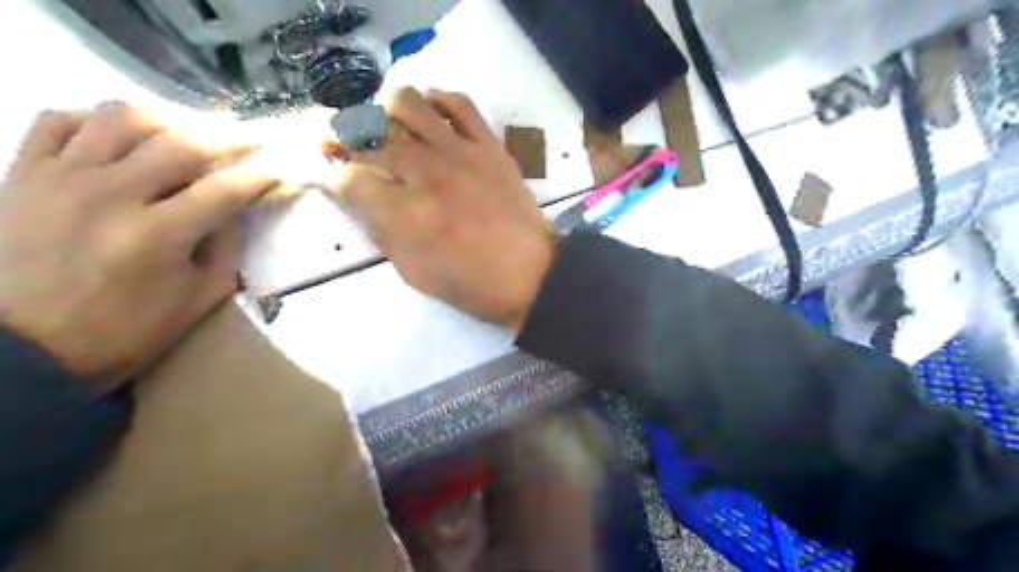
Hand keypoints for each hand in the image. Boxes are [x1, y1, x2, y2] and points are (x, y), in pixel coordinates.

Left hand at [0, 103, 275, 393]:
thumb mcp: (199, 298)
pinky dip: (95, 121)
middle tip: (248, 142)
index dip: (259, 176)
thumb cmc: (126, 330)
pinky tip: (118, 140)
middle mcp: (111, 195)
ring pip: (122, 118)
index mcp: (159, 235)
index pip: (224, 189)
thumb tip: (236, 208)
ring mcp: (62, 177)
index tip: (278, 171)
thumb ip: (225, 248)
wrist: (22, 348)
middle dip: (227, 140)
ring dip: (167, 122)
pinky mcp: (24, 173)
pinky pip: (59, 121)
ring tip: (184, 138)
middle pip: (181, 144)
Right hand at [328, 88, 554, 333]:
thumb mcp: (414, 273)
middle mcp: (425, 173)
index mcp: (404, 214)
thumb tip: (361, 201)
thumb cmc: (472, 284)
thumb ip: (382, 233)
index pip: (349, 178)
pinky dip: (437, 100)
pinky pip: (458, 103)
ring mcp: (459, 152)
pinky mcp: (488, 145)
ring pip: (408, 104)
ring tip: (387, 128)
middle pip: (369, 136)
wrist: (531, 274)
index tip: (338, 181)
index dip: (335, 178)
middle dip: (345, 140)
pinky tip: (430, 115)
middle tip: (346, 148)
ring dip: (386, 112)